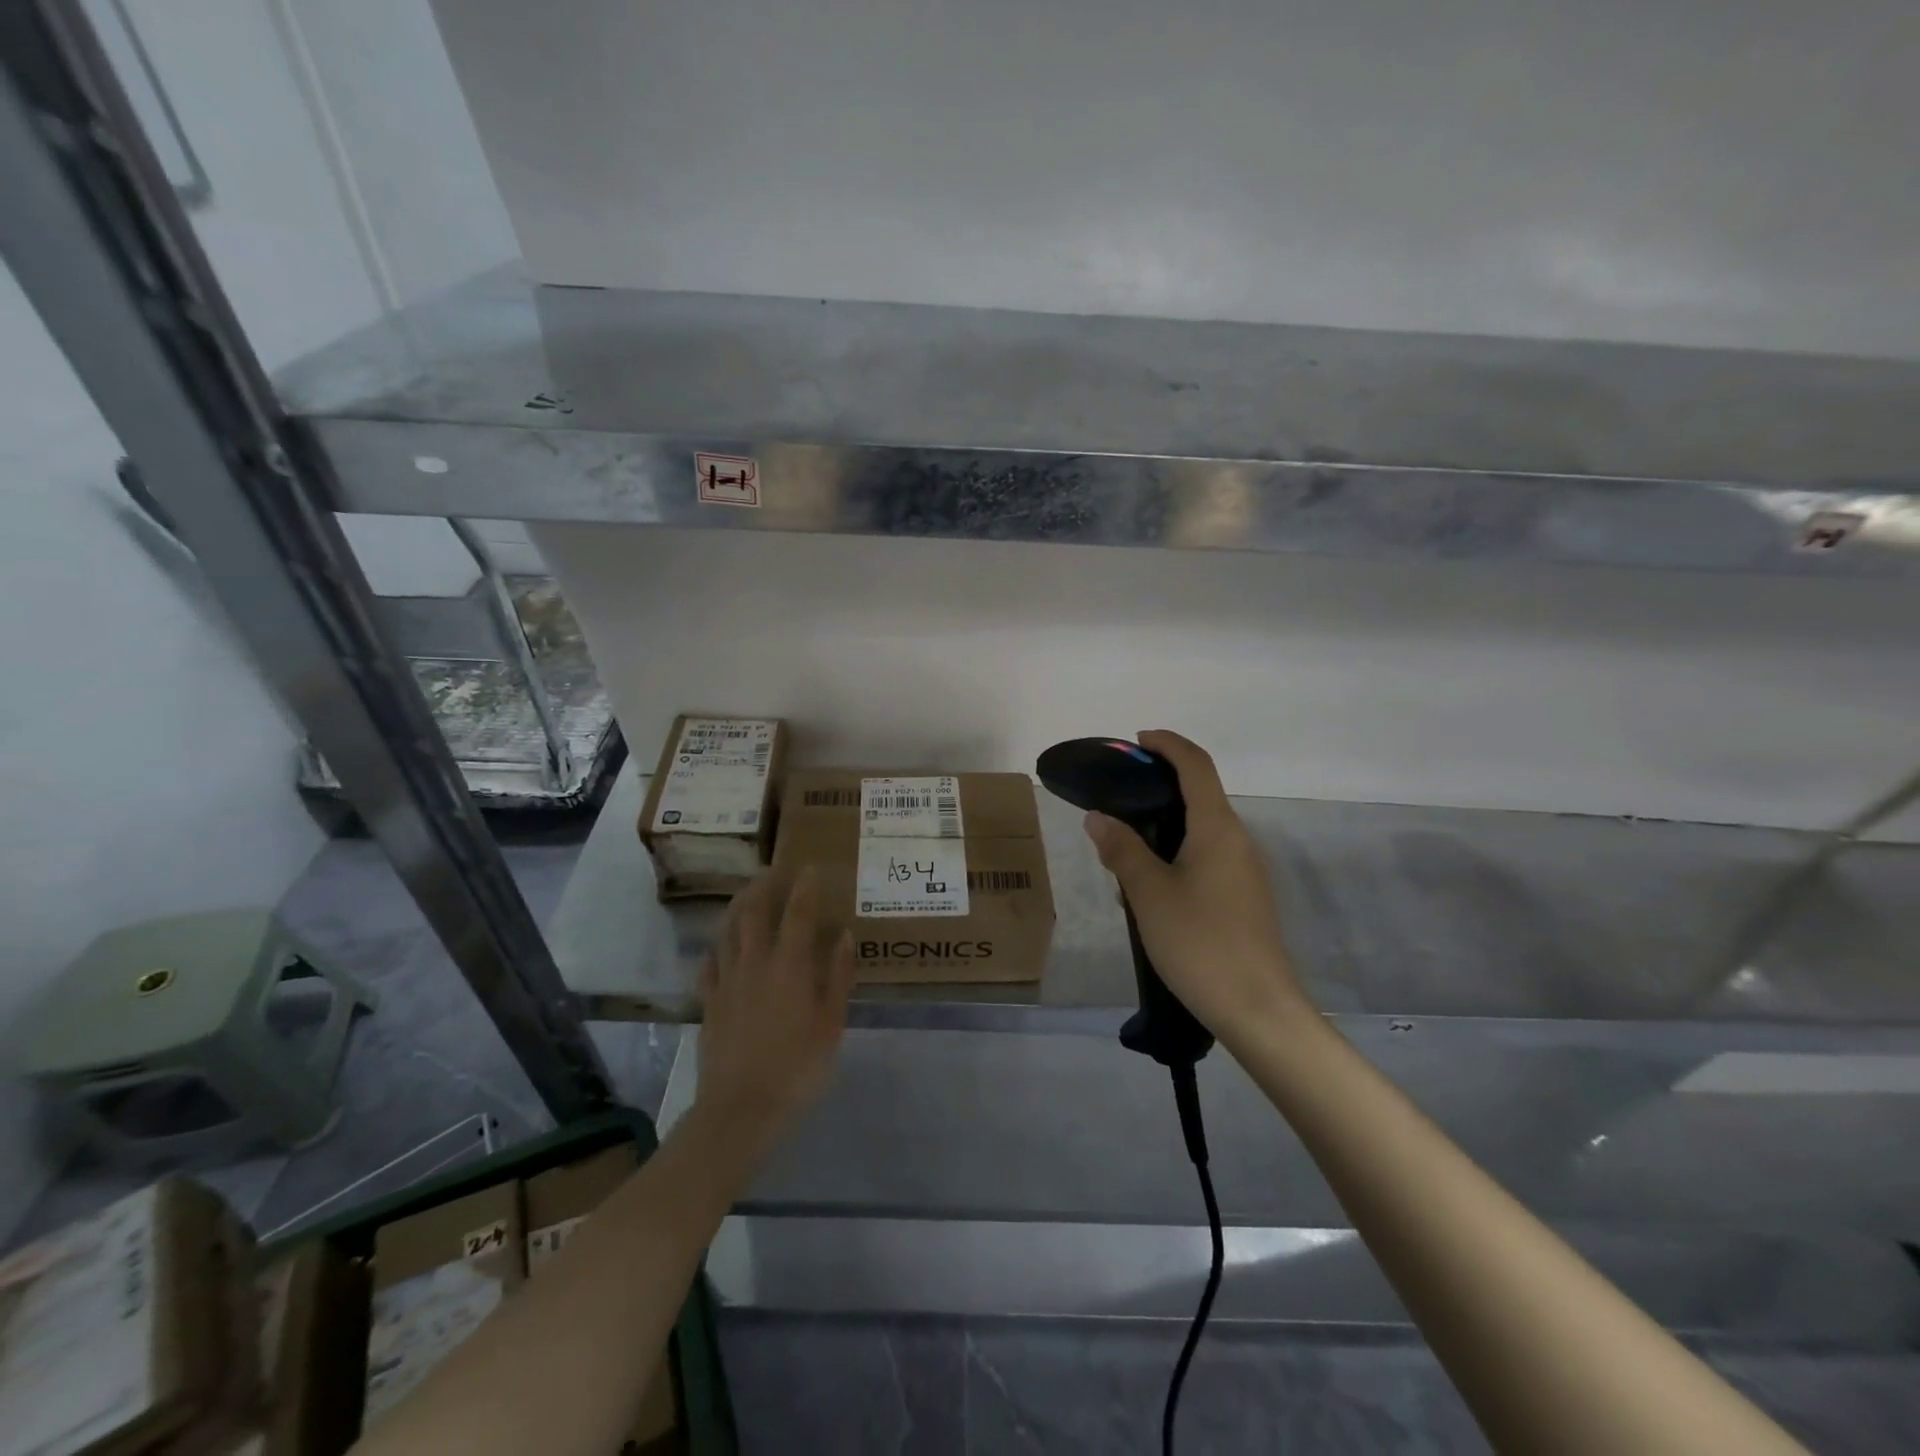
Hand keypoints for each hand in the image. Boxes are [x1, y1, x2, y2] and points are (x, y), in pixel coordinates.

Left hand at [696, 869, 855, 1153]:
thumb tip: (843, 935)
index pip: (797, 913)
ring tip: (745, 894)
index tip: (808, 866)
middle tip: (772, 870)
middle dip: (763, 886)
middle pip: (753, 912)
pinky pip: (709, 965)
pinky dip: (716, 948)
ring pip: (727, 932)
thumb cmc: (797, 1068)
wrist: (741, 1109)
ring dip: (737, 907)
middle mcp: (755, 964)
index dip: (803, 886)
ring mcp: (727, 982)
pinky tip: (719, 946)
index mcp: (789, 966)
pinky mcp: (709, 1003)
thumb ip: (837, 976)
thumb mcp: (831, 1025)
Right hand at [1084, 730, 1309, 1039]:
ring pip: (1201, 830)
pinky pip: (1206, 857)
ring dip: (1164, 826)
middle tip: (1117, 798)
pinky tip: (1149, 887)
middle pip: (1200, 794)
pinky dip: (1176, 853)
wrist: (1258, 1010)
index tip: (1137, 741)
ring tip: (1123, 848)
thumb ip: (1122, 850)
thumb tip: (1099, 817)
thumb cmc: (1200, 943)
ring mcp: (1244, 870)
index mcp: (1217, 829)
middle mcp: (1237, 840)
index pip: (1196, 766)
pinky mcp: (1243, 896)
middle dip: (1159, 786)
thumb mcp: (1148, 894)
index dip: (1168, 745)